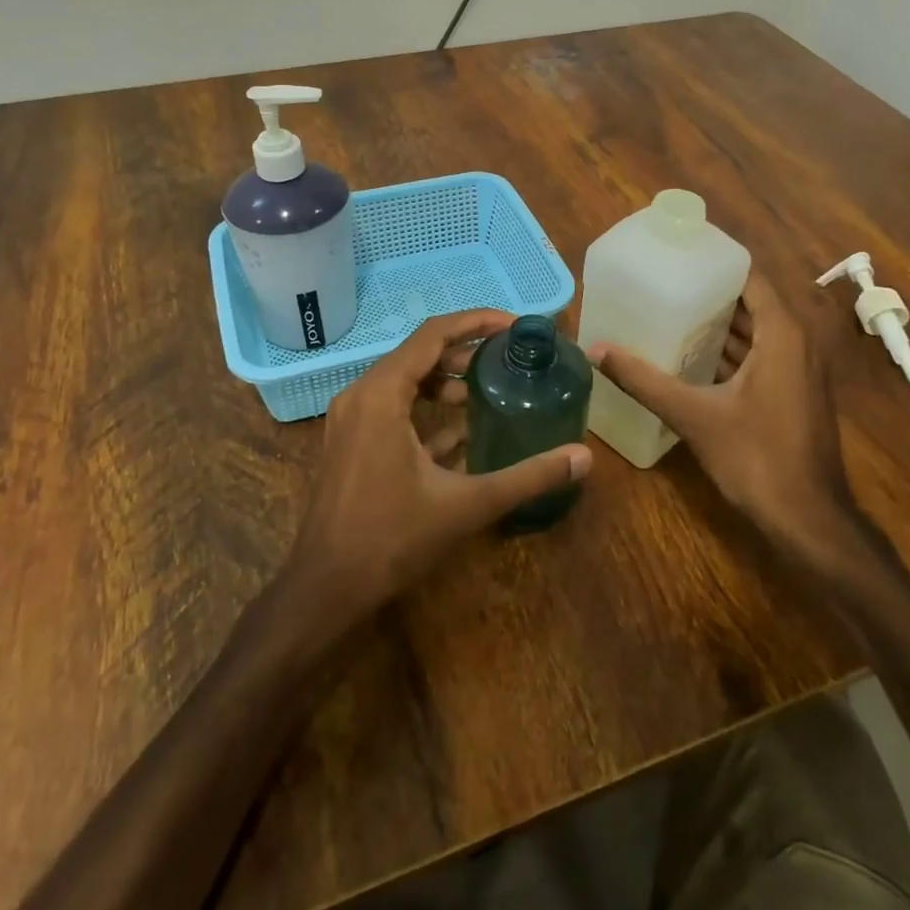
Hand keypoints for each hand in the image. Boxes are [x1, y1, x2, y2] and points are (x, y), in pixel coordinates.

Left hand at [287, 309, 592, 622]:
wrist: (326, 587)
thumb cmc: (392, 539)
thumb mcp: (467, 505)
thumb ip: (527, 476)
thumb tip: (584, 457)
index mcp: (382, 394)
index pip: (433, 334)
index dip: (476, 322)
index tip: (515, 326)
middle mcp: (361, 394)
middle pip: (418, 352)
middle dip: (465, 350)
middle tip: (508, 359)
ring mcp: (351, 418)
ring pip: (404, 379)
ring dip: (445, 379)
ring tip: (488, 390)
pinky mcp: (350, 440)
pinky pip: (392, 405)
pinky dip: (426, 406)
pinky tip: (462, 429)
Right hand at [587, 272, 866, 569]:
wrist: (808, 519)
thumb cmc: (756, 457)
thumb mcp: (693, 415)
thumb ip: (644, 380)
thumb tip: (597, 350)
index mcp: (783, 334)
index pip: (750, 277)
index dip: (715, 262)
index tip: (678, 255)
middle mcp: (798, 342)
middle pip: (752, 302)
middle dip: (711, 292)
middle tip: (665, 282)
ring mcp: (801, 369)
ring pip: (758, 331)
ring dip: (721, 323)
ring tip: (672, 311)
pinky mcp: (796, 393)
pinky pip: (762, 355)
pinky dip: (732, 350)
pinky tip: (694, 356)